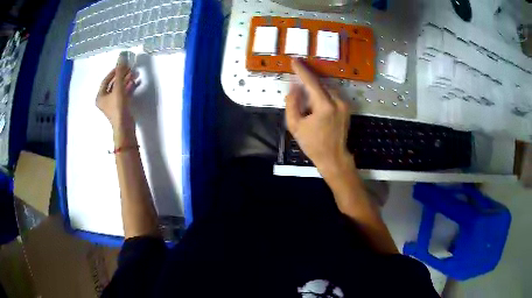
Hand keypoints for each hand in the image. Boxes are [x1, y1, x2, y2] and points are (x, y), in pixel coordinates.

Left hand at [96, 61, 135, 131]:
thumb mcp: (119, 87)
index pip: (106, 80)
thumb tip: (121, 56)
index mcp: (100, 96)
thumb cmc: (118, 107)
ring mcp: (112, 105)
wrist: (125, 126)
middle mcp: (104, 100)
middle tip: (130, 68)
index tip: (122, 65)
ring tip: (135, 74)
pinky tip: (135, 83)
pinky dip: (128, 88)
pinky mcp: (120, 108)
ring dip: (126, 81)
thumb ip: (120, 71)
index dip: (114, 71)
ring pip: (119, 89)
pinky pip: (123, 94)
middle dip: (122, 76)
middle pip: (113, 84)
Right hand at [285, 59, 354, 178]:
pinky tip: (316, 107)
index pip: (312, 82)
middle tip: (299, 88)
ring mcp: (344, 104)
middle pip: (320, 84)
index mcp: (325, 106)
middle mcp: (338, 101)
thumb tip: (294, 87)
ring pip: (326, 89)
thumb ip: (292, 103)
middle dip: (308, 83)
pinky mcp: (346, 107)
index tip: (294, 60)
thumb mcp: (295, 125)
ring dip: (315, 91)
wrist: (333, 157)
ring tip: (308, 105)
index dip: (302, 70)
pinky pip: (332, 95)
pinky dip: (322, 95)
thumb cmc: (313, 144)